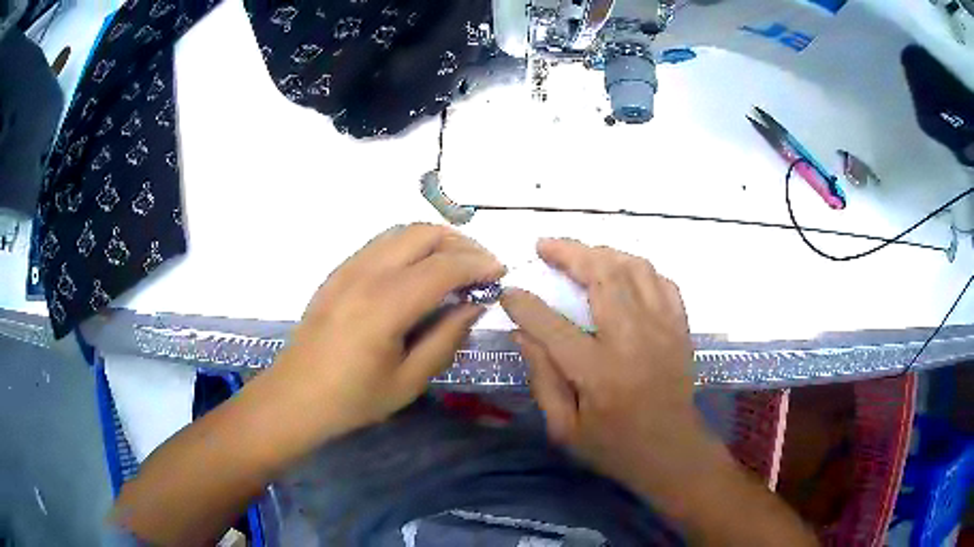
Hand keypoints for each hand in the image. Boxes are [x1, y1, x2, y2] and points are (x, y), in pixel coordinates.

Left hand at [273, 223, 504, 439]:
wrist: (295, 397)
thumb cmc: (352, 399)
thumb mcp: (409, 380)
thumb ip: (446, 338)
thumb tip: (474, 304)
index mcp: (385, 305)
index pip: (444, 266)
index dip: (479, 265)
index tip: (501, 274)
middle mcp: (366, 273)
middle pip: (423, 233)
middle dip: (461, 243)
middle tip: (481, 268)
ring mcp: (347, 267)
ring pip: (401, 232)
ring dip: (435, 240)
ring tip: (456, 266)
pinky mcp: (338, 271)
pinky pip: (382, 243)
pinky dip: (410, 246)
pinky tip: (419, 272)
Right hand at [501, 239, 703, 491]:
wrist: (673, 452)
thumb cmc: (614, 447)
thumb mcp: (565, 428)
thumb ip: (542, 378)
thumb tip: (522, 333)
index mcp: (598, 372)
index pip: (552, 325)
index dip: (524, 303)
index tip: (508, 291)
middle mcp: (633, 340)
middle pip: (602, 276)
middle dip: (568, 253)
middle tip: (544, 246)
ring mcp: (663, 328)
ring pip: (634, 268)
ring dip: (603, 252)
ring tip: (580, 253)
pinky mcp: (680, 327)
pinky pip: (661, 281)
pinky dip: (638, 269)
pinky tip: (621, 272)